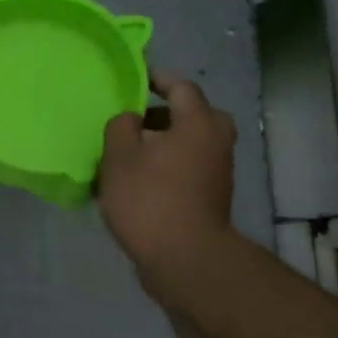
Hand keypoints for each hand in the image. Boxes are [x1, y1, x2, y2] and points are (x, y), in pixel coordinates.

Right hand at [99, 73, 237, 299]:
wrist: (184, 258)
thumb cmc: (150, 198)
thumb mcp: (119, 156)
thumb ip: (121, 126)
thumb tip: (131, 120)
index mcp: (198, 122)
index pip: (180, 86)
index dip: (155, 78)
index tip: (133, 78)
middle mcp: (216, 140)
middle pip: (190, 115)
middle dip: (160, 114)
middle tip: (130, 120)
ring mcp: (217, 170)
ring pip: (187, 142)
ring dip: (161, 142)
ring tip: (126, 151)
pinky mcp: (210, 195)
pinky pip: (186, 165)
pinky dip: (166, 164)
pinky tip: (137, 178)